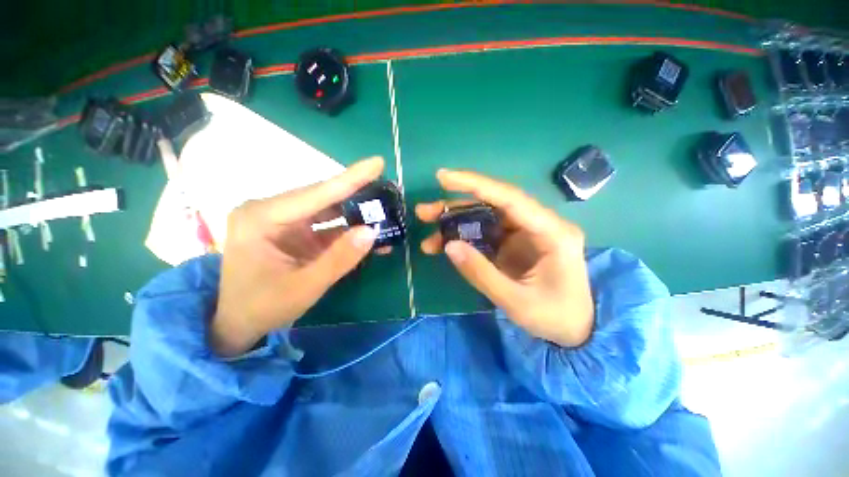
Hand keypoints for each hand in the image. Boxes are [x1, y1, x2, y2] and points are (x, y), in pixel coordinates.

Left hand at [211, 157, 384, 355]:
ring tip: (383, 210)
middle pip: (322, 197)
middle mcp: (270, 210)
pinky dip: (348, 228)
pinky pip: (326, 224)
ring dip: (355, 211)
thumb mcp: (304, 287)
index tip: (378, 163)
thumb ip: (339, 259)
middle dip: (357, 194)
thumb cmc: (262, 307)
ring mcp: (282, 219)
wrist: (237, 323)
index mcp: (261, 218)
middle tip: (387, 189)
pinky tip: (368, 232)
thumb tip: (371, 231)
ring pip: (327, 208)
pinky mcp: (293, 230)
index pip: (315, 194)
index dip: (351, 179)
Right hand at [416, 169, 593, 347]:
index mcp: (552, 232)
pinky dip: (463, 237)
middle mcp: (539, 224)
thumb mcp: (516, 301)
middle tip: (423, 212)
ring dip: (455, 223)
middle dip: (455, 207)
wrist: (577, 329)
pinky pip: (485, 232)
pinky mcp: (516, 242)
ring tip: (429, 236)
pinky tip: (444, 245)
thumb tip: (448, 245)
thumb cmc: (555, 317)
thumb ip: (481, 273)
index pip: (509, 198)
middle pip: (492, 204)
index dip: (475, 185)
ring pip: (485, 217)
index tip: (443, 178)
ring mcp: (526, 232)